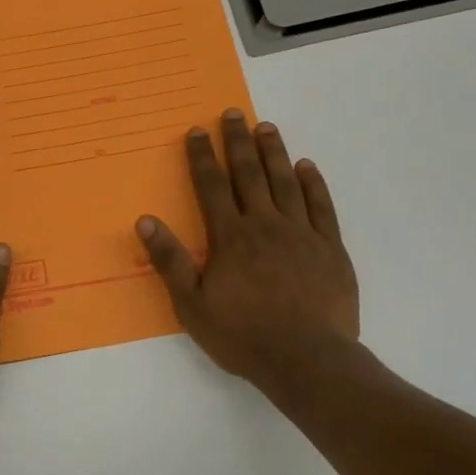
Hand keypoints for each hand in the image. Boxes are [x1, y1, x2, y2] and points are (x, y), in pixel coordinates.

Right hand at [136, 111, 359, 396]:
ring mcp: (302, 234)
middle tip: (234, 113)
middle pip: (249, 174)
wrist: (307, 360)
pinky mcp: (330, 248)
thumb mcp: (192, 305)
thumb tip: (145, 221)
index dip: (202, 157)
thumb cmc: (243, 335)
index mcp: (231, 237)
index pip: (212, 186)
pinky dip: (313, 184)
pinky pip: (321, 207)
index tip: (197, 131)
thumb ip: (170, 261)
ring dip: (274, 153)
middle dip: (238, 142)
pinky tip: (307, 166)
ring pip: (286, 182)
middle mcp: (265, 225)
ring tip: (267, 127)